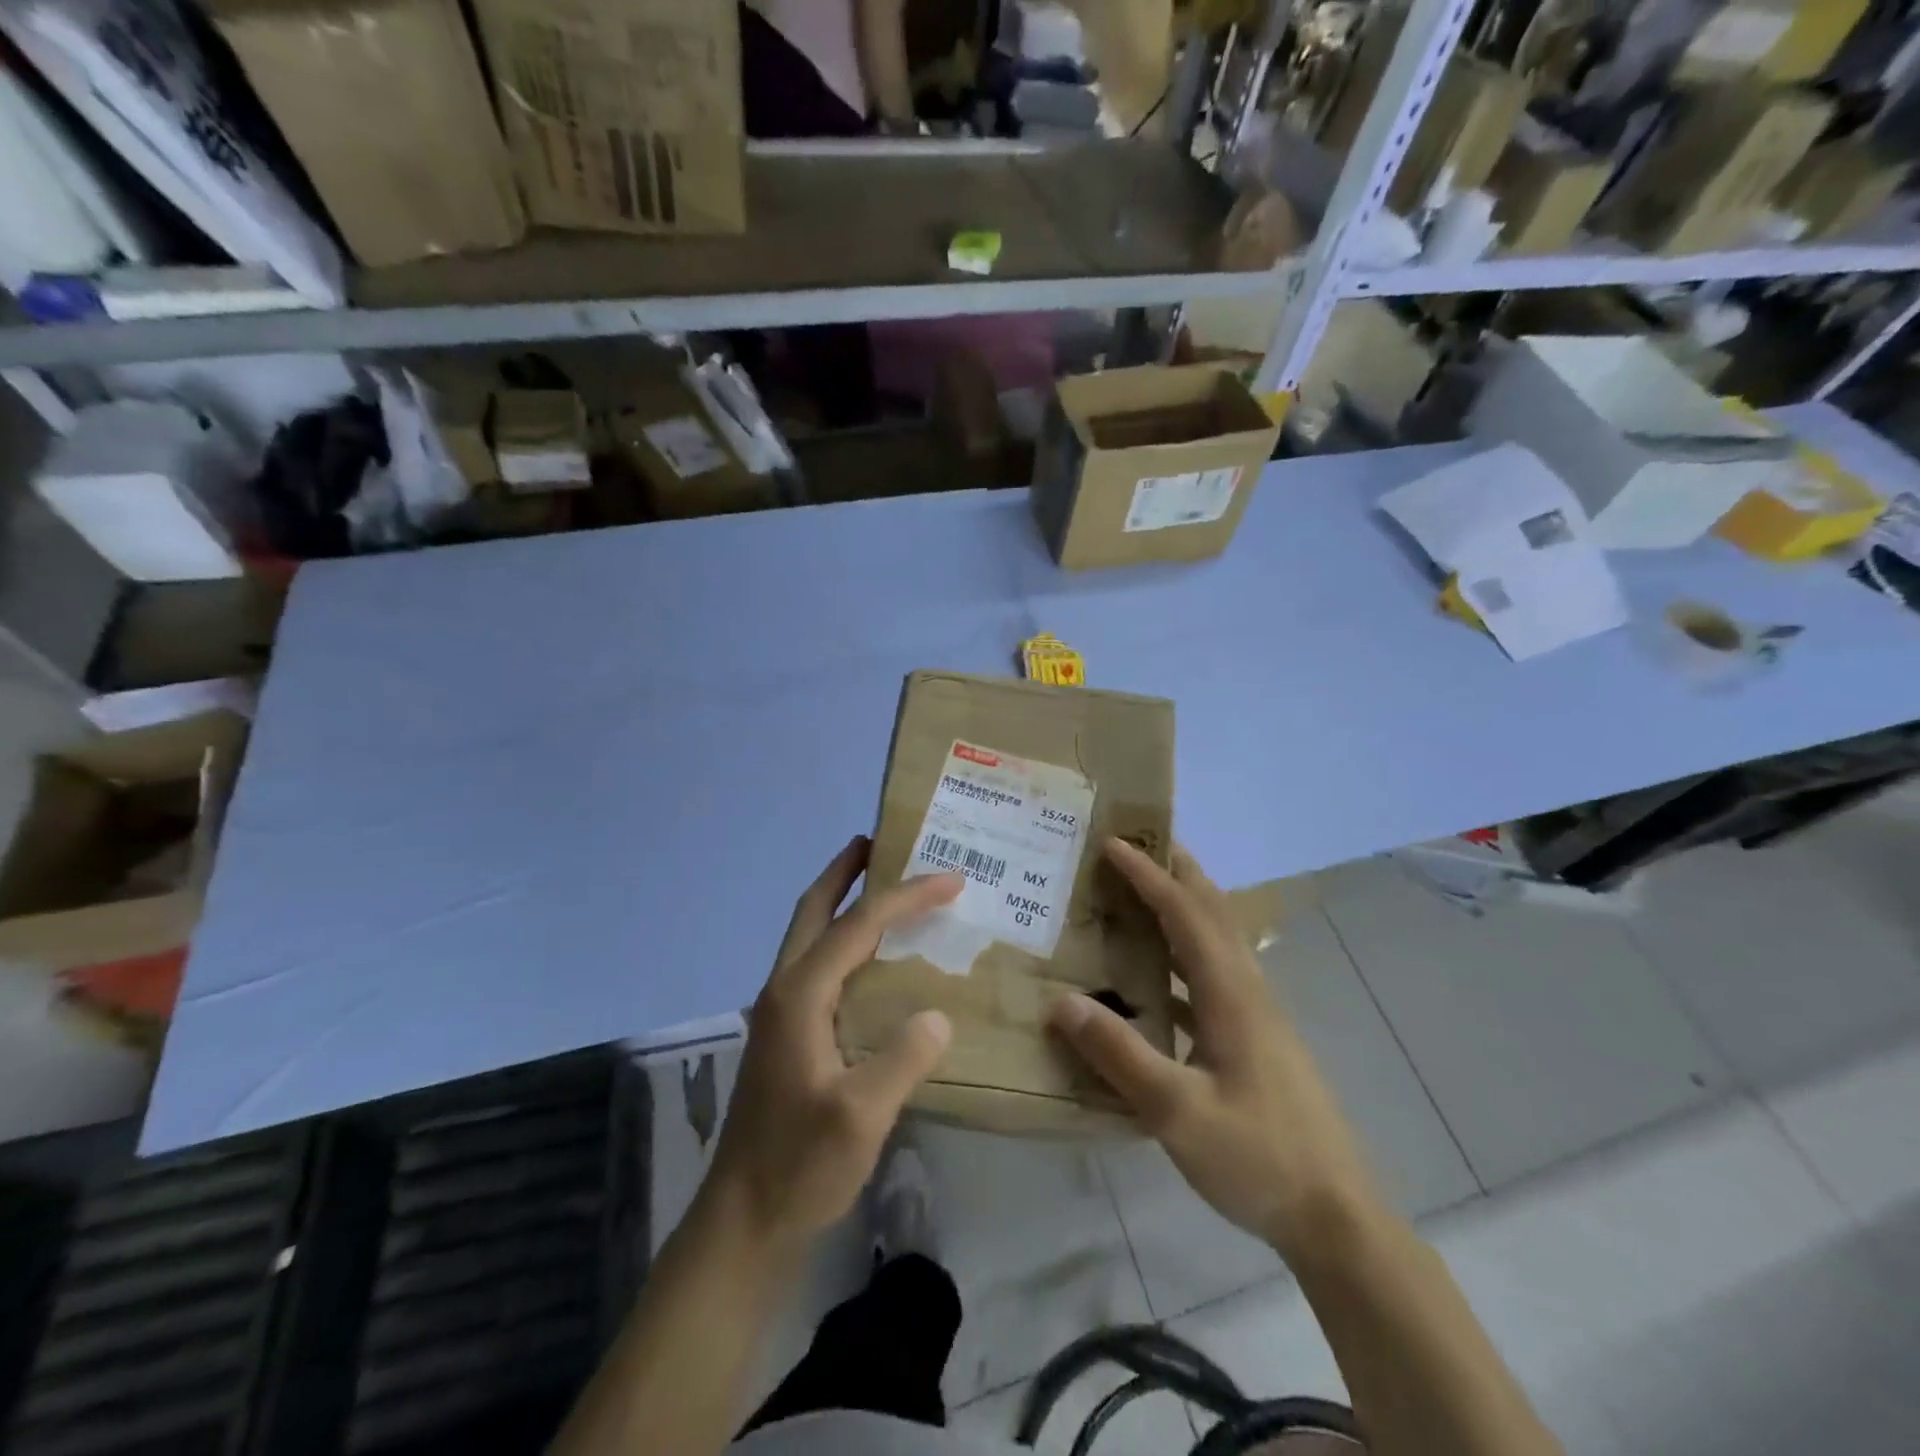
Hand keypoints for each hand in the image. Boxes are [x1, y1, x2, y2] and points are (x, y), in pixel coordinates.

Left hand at [705, 836, 960, 1254]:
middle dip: (844, 871)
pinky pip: (816, 964)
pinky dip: (842, 940)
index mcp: (800, 995)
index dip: (906, 896)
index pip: (858, 925)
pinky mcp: (785, 1035)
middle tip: (878, 842)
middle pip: (812, 910)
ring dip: (839, 901)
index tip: (951, 878)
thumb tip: (936, 1014)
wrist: (743, 1223)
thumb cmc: (799, 1166)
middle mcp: (783, 990)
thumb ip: (903, 1058)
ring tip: (878, 885)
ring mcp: (779, 1012)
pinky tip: (870, 960)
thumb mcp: (862, 1116)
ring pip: (809, 935)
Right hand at [1047, 840, 1378, 1255]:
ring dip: (1180, 906)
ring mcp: (1255, 1016)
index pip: (1185, 914)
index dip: (1149, 875)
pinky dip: (1180, 956)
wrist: (1336, 1217)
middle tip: (1136, 842)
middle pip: (1211, 911)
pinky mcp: (1255, 1041)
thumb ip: (1119, 1055)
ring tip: (1138, 892)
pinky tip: (1151, 979)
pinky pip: (1211, 976)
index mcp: (1231, 995)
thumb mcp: (1179, 1113)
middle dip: (1176, 870)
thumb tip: (1061, 1002)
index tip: (1112, 842)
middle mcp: (1247, 991)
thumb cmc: (1259, 1157)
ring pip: (1215, 941)